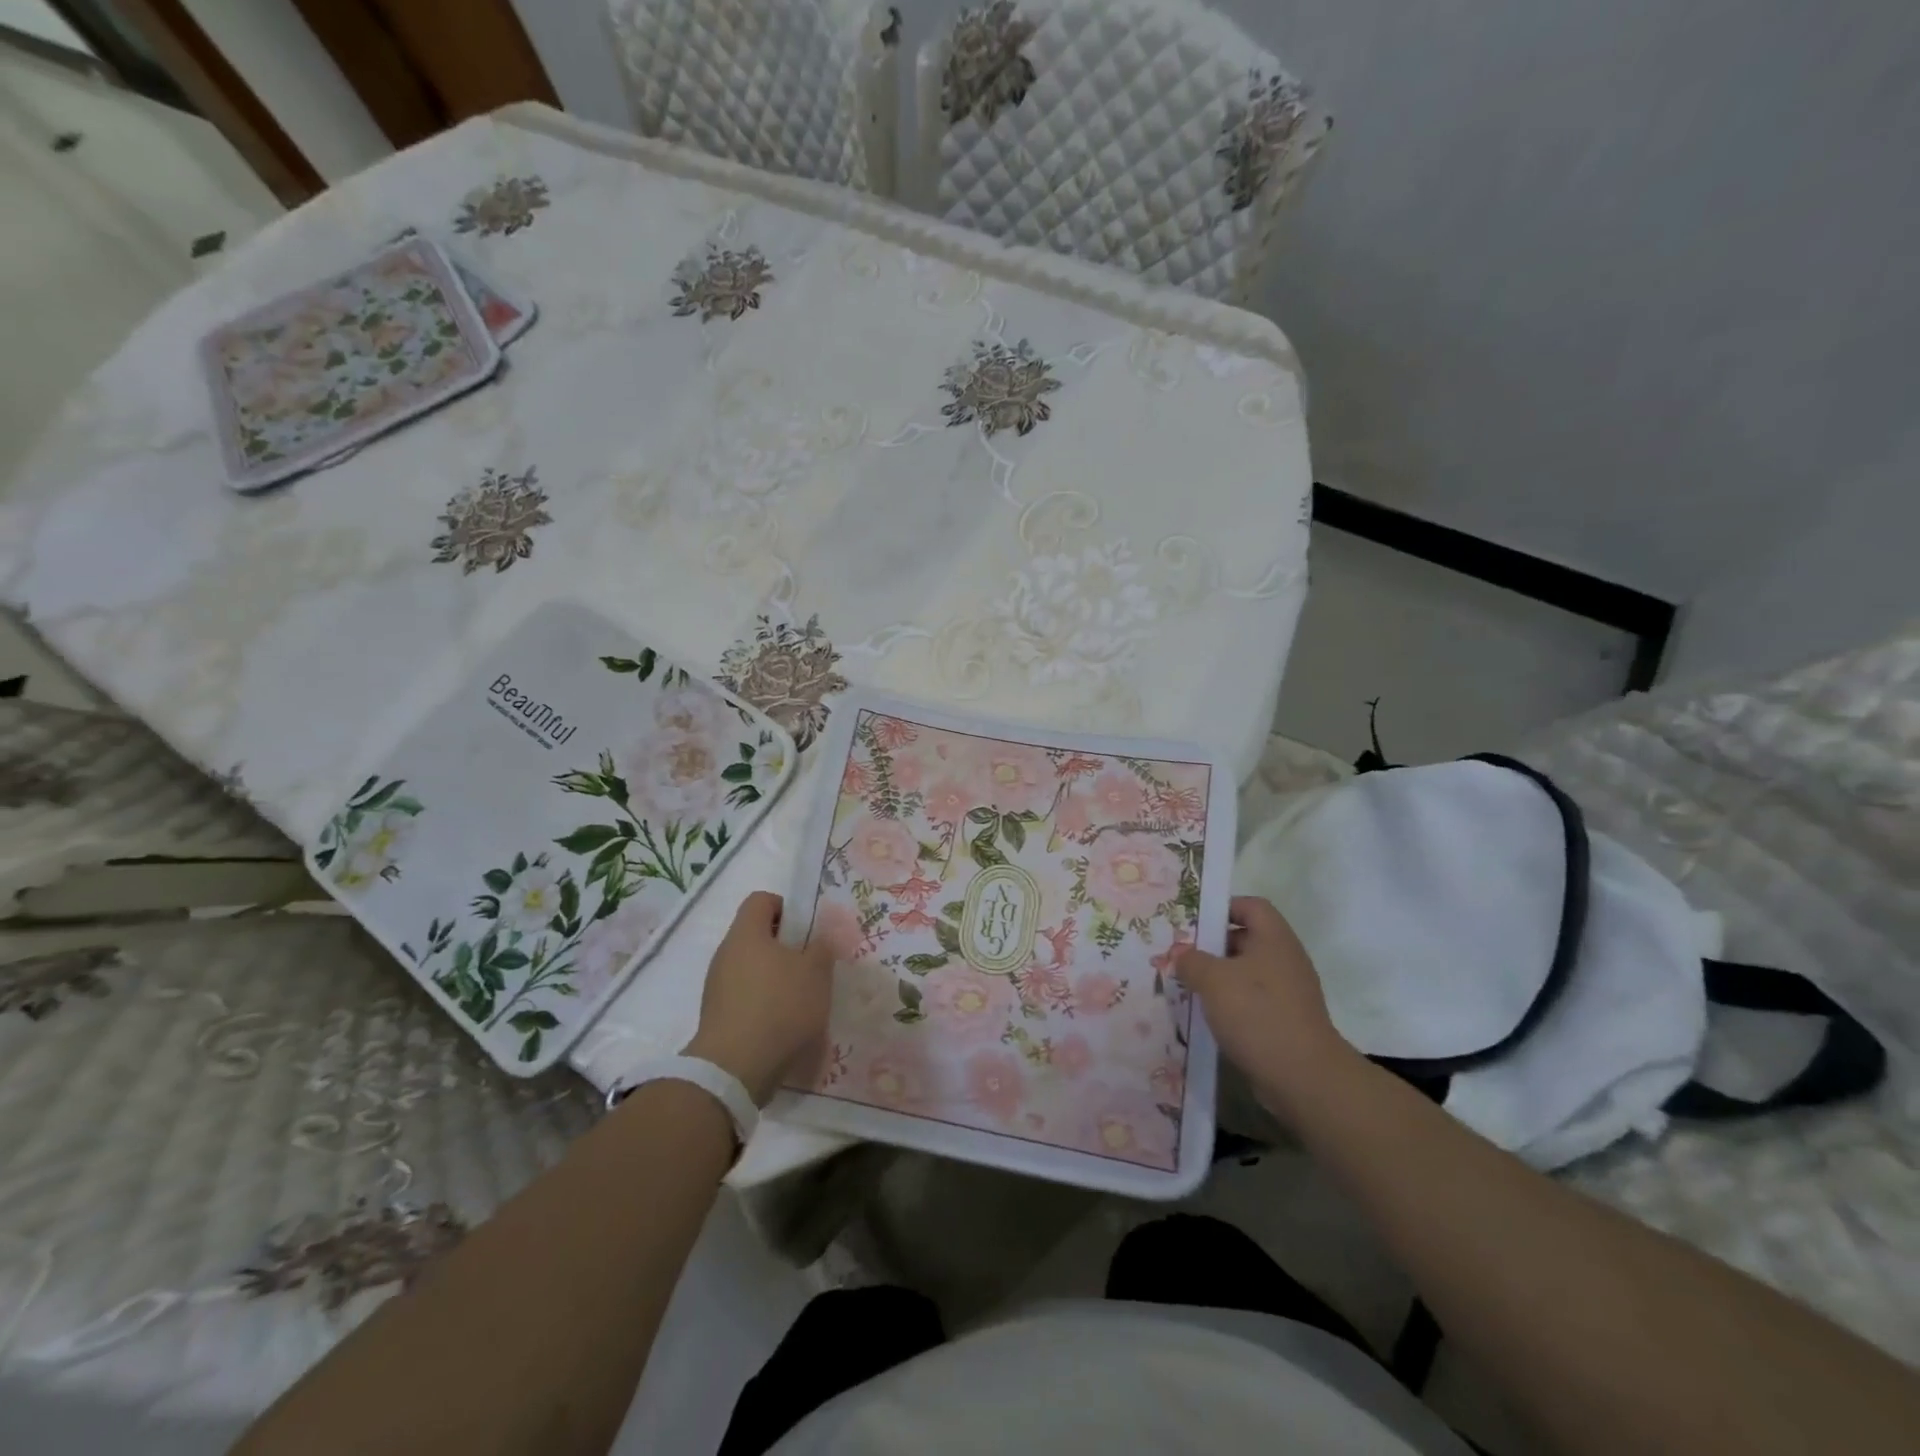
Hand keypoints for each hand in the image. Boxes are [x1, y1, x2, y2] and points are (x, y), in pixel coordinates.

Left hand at [684, 892, 832, 1104]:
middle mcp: (726, 954)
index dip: (786, 907)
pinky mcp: (717, 1017)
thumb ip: (821, 948)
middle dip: (785, 948)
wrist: (735, 1070)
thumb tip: (819, 940)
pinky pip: (745, 998)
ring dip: (776, 978)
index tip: (807, 930)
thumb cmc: (780, 1007)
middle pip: (756, 936)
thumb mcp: (816, 973)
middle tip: (812, 966)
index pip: (762, 900)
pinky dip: (764, 1005)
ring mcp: (717, 987)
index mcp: (746, 933)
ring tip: (802, 1000)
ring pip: (751, 969)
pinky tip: (784, 1025)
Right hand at [1174, 895, 1355, 1120]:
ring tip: (1187, 988)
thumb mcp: (1213, 980)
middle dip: (1212, 946)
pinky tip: (1207, 1017)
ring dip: (1218, 979)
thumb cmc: (1257, 1014)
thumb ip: (1191, 960)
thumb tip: (1180, 953)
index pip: (1251, 906)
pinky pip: (1253, 1002)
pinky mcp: (1286, 1022)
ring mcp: (1289, 993)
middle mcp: (1285, 960)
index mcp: (1274, 939)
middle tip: (1181, 957)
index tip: (1193, 923)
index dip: (1223, 908)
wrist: (1304, 1078)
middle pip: (1246, 939)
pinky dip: (1231, 1005)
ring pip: (1247, 973)